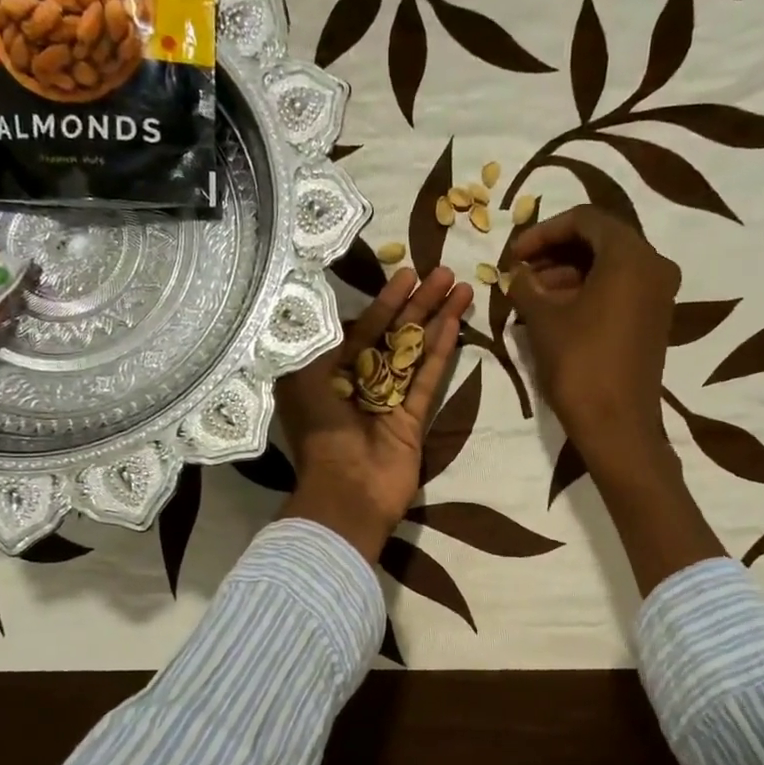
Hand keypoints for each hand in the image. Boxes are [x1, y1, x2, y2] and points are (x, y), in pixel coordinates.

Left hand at [275, 266, 472, 562]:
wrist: (346, 493)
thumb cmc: (320, 432)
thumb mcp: (303, 379)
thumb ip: (320, 341)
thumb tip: (334, 306)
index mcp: (327, 373)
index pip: (360, 328)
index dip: (384, 301)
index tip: (407, 274)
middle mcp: (358, 383)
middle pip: (392, 335)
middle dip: (417, 304)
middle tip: (443, 272)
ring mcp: (387, 402)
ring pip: (415, 353)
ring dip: (436, 320)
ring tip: (460, 287)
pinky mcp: (412, 420)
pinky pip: (428, 379)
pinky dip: (441, 352)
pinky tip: (456, 323)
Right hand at [505, 205, 681, 481]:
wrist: (617, 425)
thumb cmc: (579, 365)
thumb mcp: (544, 321)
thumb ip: (526, 286)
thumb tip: (516, 273)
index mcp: (630, 255)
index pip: (584, 220)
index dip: (542, 232)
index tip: (514, 254)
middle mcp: (653, 265)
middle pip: (599, 240)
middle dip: (555, 252)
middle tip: (520, 272)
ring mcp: (658, 293)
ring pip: (608, 266)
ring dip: (567, 274)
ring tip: (529, 296)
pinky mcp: (654, 318)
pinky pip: (618, 289)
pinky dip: (586, 292)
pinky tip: (553, 312)